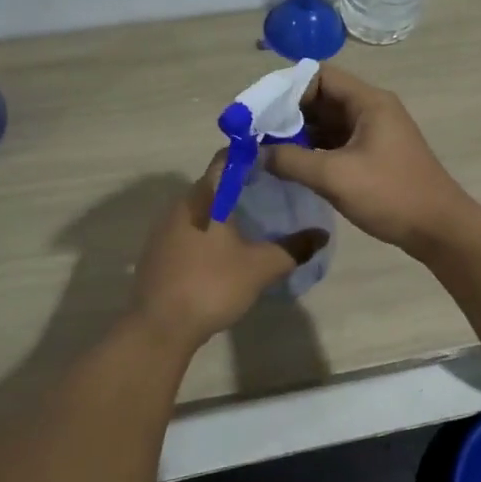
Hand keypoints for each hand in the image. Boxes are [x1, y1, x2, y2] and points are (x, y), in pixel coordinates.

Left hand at [127, 154, 327, 348]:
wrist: (160, 326)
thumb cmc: (212, 285)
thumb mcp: (261, 267)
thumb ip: (294, 248)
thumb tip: (322, 234)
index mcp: (205, 196)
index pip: (228, 157)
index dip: (252, 155)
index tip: (276, 162)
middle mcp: (181, 203)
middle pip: (215, 182)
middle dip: (243, 184)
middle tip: (274, 193)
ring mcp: (165, 227)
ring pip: (202, 207)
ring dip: (225, 210)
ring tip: (255, 221)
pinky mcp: (158, 250)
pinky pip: (189, 228)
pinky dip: (209, 230)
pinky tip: (225, 250)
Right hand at [263, 65, 474, 254]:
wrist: (439, 229)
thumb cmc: (390, 194)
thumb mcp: (334, 176)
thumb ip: (291, 160)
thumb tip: (256, 153)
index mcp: (368, 101)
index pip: (319, 76)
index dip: (286, 88)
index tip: (258, 110)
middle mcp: (371, 109)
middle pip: (321, 98)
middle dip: (288, 113)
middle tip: (255, 133)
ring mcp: (374, 133)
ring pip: (327, 122)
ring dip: (299, 133)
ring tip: (265, 150)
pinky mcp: (373, 155)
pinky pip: (336, 142)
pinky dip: (314, 149)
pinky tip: (291, 165)